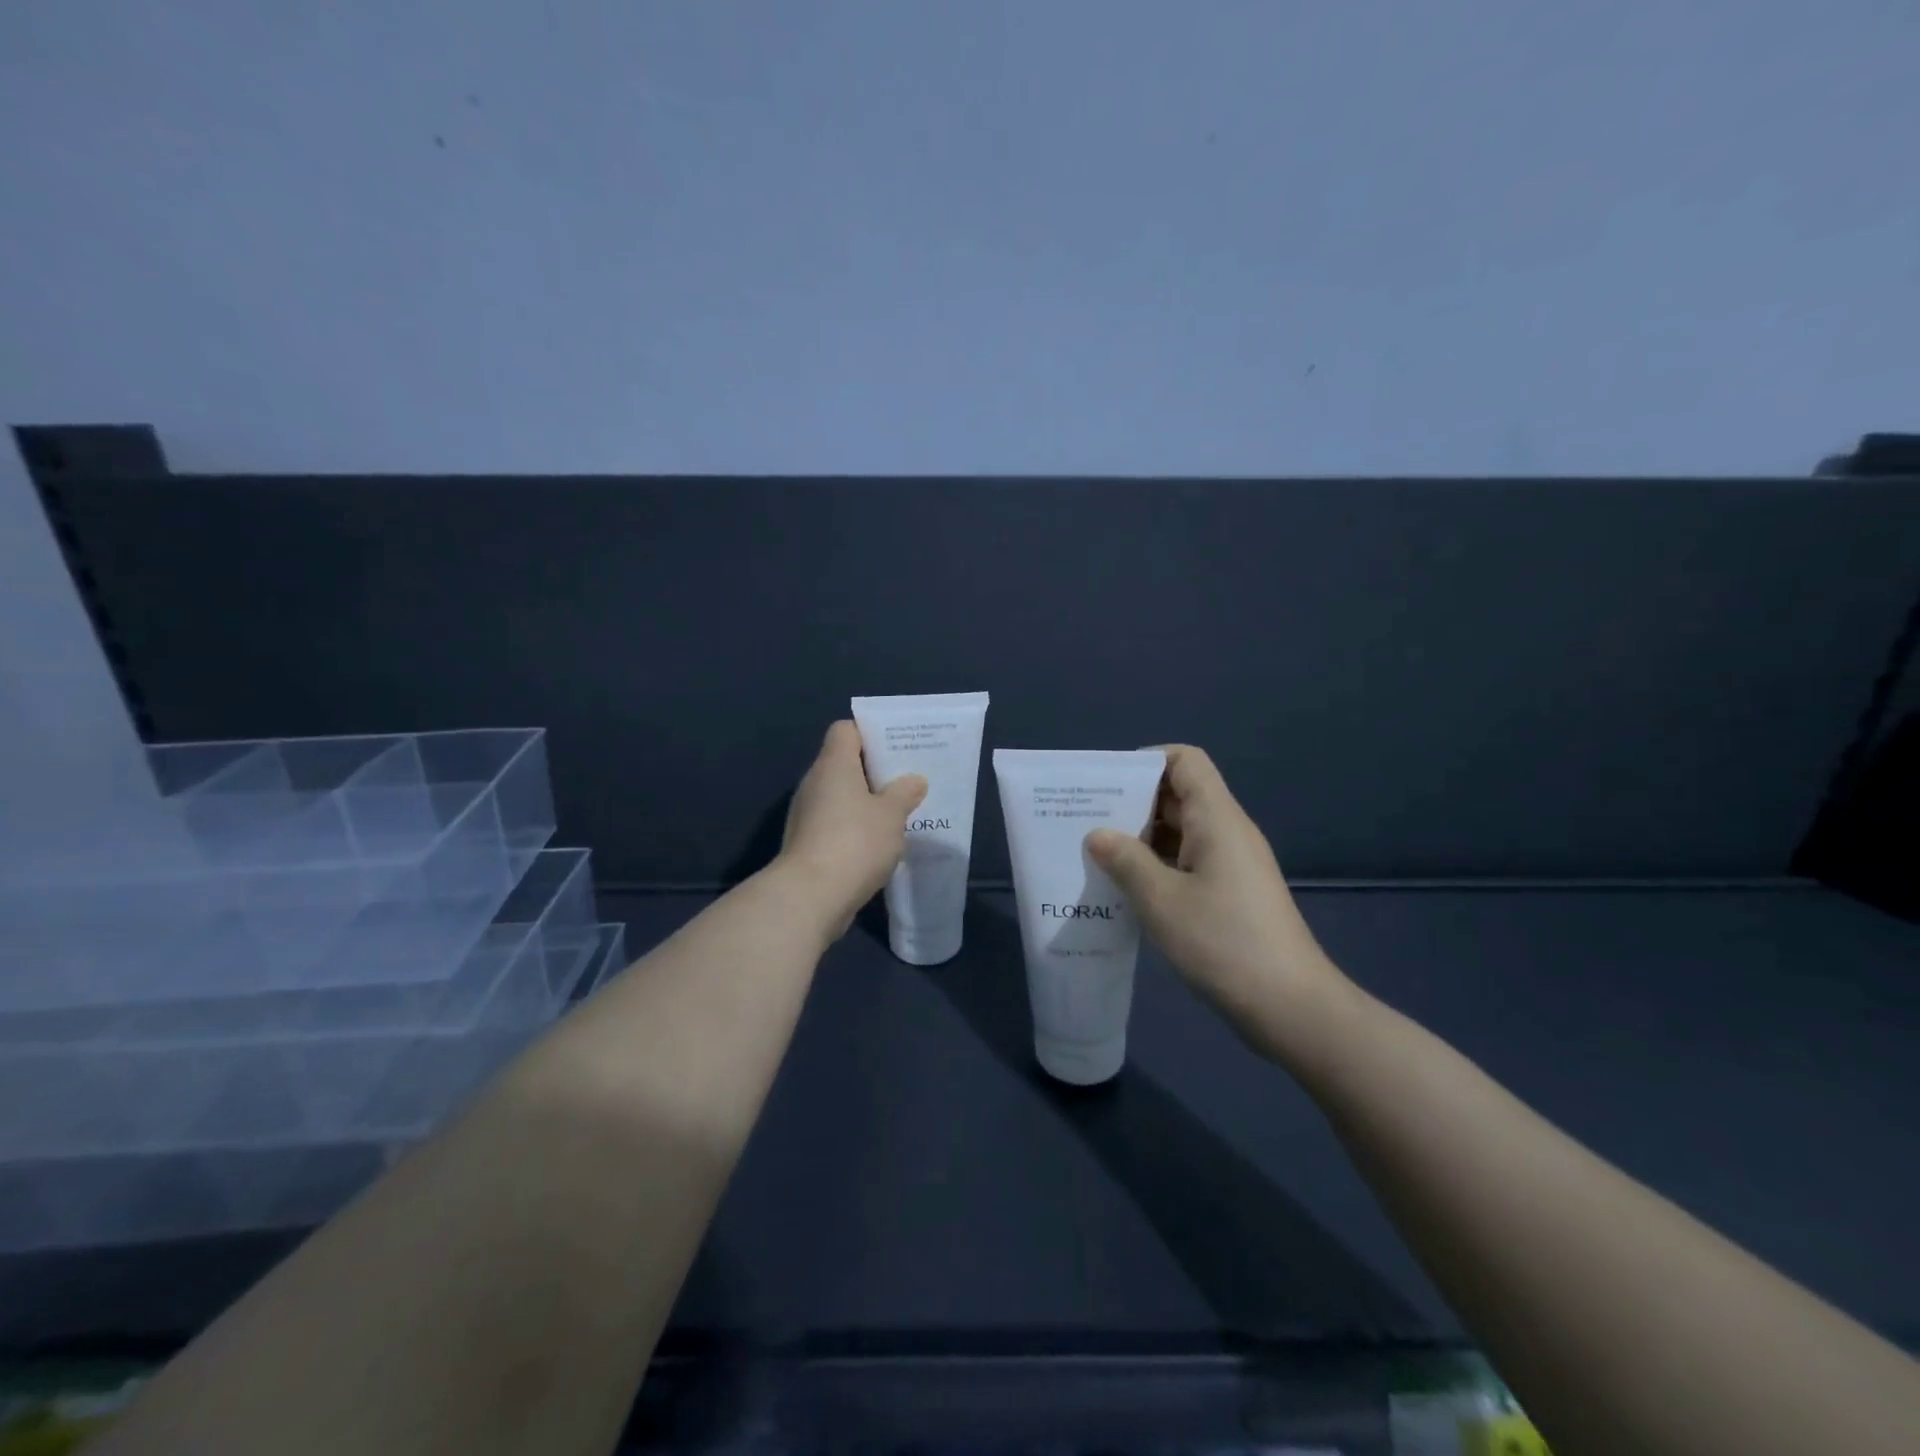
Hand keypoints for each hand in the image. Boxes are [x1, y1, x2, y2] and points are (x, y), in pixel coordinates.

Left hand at [778, 720, 927, 939]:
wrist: (810, 896)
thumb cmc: (855, 842)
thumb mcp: (892, 815)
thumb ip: (904, 793)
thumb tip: (913, 780)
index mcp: (833, 764)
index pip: (846, 730)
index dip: (870, 733)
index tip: (896, 747)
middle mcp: (815, 783)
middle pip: (844, 764)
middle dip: (875, 771)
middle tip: (907, 781)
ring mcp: (807, 815)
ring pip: (841, 797)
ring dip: (866, 803)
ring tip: (899, 813)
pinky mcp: (807, 843)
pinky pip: (836, 824)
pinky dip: (855, 828)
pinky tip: (879, 843)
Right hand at [1085, 744, 1350, 1064]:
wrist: (1290, 1007)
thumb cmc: (1223, 943)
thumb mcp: (1161, 900)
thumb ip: (1125, 861)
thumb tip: (1097, 835)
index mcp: (1217, 819)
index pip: (1185, 761)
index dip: (1146, 761)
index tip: (1106, 784)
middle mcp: (1228, 832)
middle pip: (1179, 795)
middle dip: (1133, 802)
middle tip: (1086, 821)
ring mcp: (1233, 865)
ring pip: (1182, 833)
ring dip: (1142, 839)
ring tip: (1098, 856)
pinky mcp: (1233, 894)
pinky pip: (1189, 862)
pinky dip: (1158, 866)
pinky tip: (1127, 889)